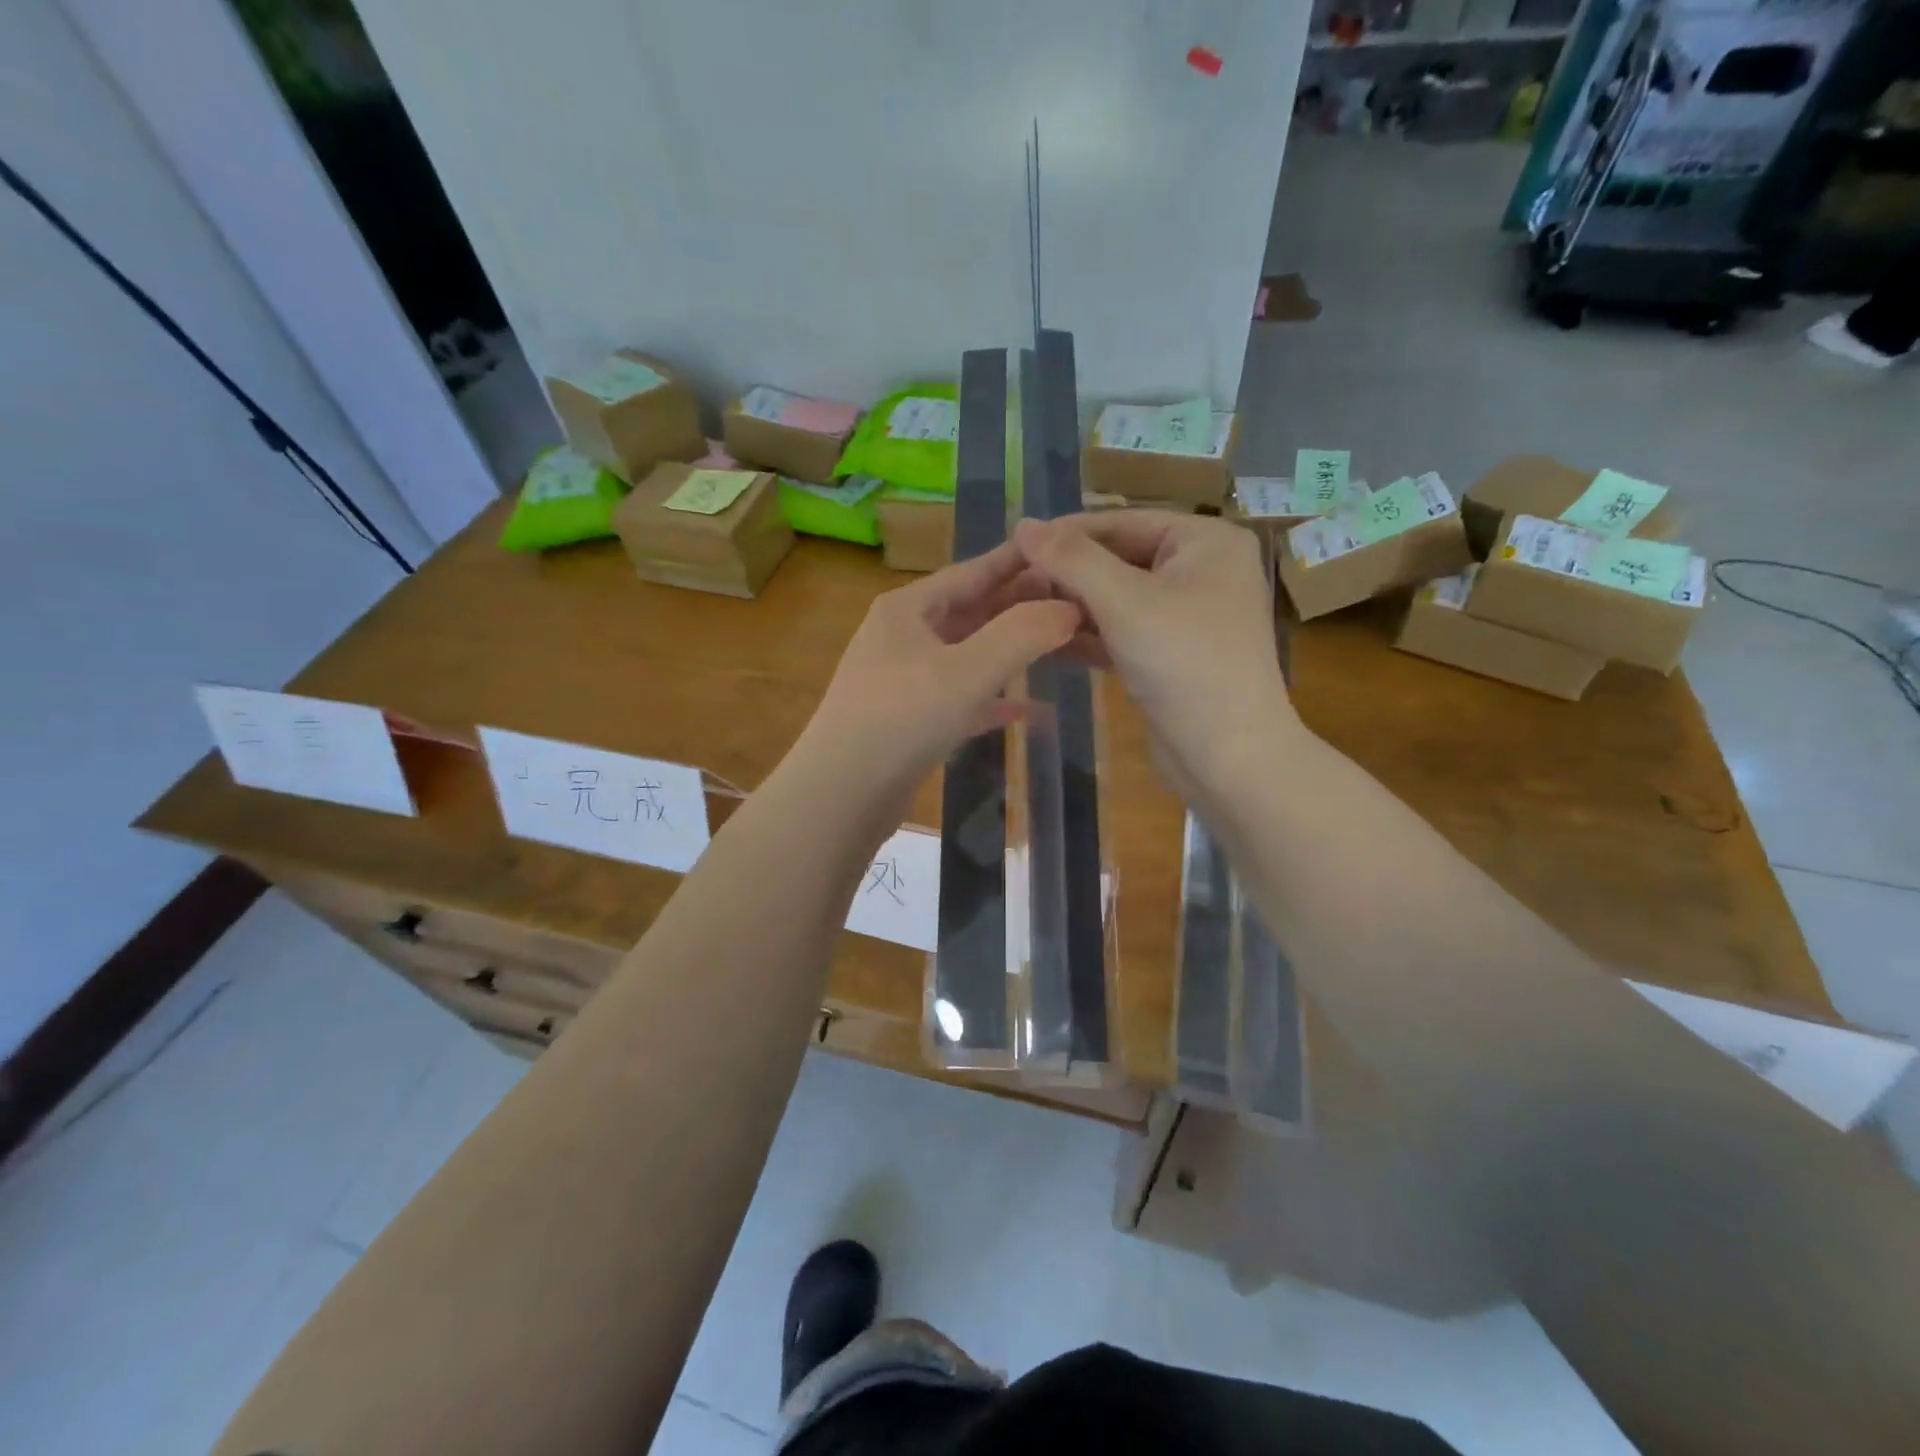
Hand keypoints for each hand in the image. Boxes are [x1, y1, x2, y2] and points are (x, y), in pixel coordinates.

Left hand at [791, 540, 1081, 817]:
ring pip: (967, 656)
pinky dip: (993, 701)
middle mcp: (903, 637)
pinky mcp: (909, 722)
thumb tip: (1070, 607)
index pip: (972, 572)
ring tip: (1059, 647)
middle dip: (1020, 608)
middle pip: (971, 612)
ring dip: (1010, 652)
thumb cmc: (901, 720)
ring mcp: (903, 681)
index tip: (1062, 550)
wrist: (839, 797)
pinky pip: (961, 699)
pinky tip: (1029, 710)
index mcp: (908, 609)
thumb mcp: (968, 671)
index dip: (1018, 562)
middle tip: (1074, 603)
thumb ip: (1022, 634)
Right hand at [1014, 510, 1295, 797]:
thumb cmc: (1185, 664)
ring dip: (1071, 605)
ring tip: (1018, 611)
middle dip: (1066, 573)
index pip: (1122, 522)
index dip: (1065, 533)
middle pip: (1119, 558)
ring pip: (1117, 598)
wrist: (1228, 757)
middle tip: (1010, 585)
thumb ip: (1071, 560)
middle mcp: (1200, 570)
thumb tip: (1022, 523)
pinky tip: (1045, 639)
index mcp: (1205, 541)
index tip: (1011, 545)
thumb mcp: (1125, 602)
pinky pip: (1122, 630)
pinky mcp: (1171, 654)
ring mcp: (1187, 615)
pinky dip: (1088, 634)